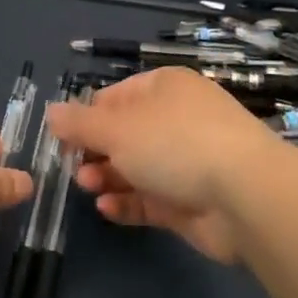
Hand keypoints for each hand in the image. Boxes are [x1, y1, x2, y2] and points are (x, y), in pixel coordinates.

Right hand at [48, 68, 284, 262]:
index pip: (116, 96)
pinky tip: (107, 209)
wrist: (245, 195)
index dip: (88, 116)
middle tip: (74, 168)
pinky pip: (153, 198)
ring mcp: (188, 161)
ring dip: (108, 176)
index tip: (63, 138)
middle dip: (96, 151)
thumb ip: (80, 124)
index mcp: (164, 88)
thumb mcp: (116, 128)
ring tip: (86, 187)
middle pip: (126, 133)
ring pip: (138, 167)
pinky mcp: (193, 200)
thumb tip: (51, 112)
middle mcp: (177, 119)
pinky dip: (129, 203)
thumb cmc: (174, 144)